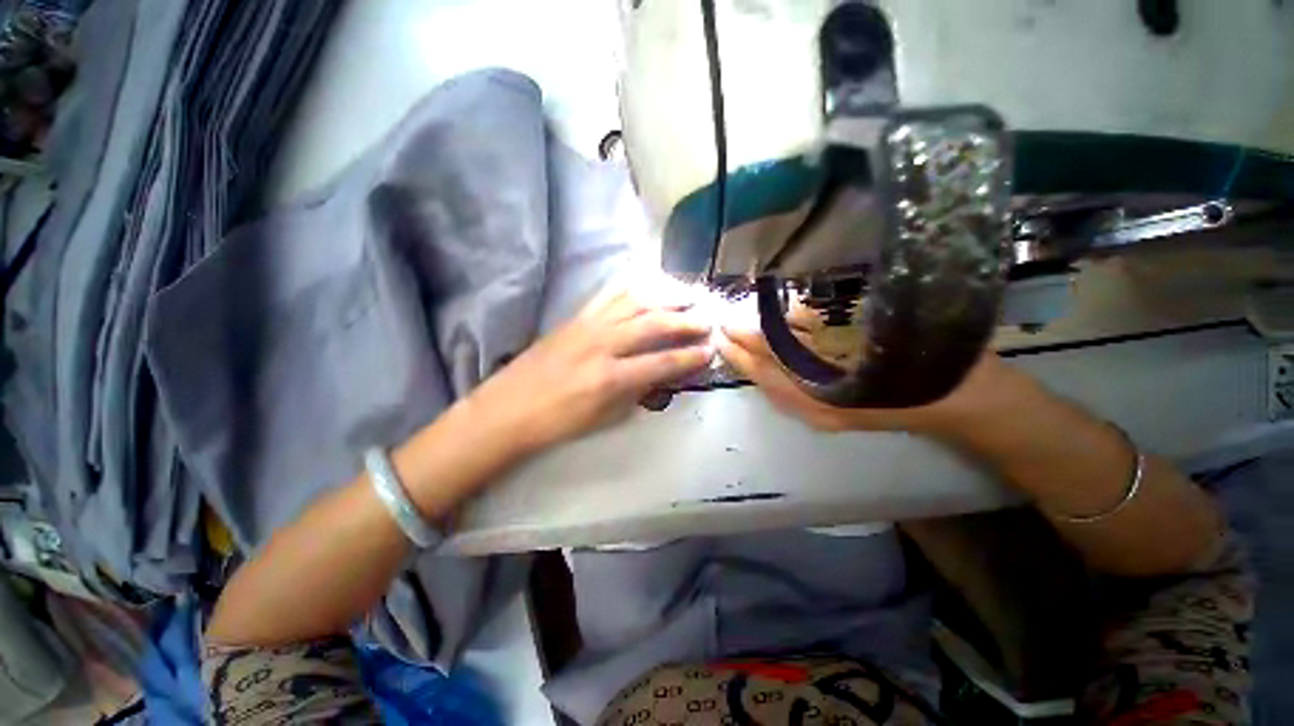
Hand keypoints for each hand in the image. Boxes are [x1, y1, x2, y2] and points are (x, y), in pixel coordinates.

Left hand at [465, 283, 713, 453]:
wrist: (507, 409)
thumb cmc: (557, 422)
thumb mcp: (604, 417)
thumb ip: (637, 393)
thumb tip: (662, 375)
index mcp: (610, 377)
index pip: (661, 362)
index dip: (690, 356)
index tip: (710, 349)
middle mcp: (603, 343)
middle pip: (653, 323)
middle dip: (685, 321)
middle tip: (707, 319)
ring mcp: (588, 325)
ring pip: (635, 300)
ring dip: (664, 297)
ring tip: (686, 296)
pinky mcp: (575, 316)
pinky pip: (609, 294)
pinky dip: (634, 287)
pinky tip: (649, 285)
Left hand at [717, 323, 1015, 436]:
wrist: (972, 406)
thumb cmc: (937, 365)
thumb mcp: (887, 335)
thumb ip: (832, 327)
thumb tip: (786, 312)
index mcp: (830, 393)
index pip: (775, 361)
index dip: (749, 339)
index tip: (726, 321)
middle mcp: (817, 410)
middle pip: (766, 379)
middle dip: (742, 354)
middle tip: (721, 330)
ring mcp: (822, 415)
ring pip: (773, 387)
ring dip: (753, 363)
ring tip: (734, 342)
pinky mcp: (828, 413)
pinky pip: (787, 392)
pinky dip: (771, 373)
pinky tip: (763, 358)